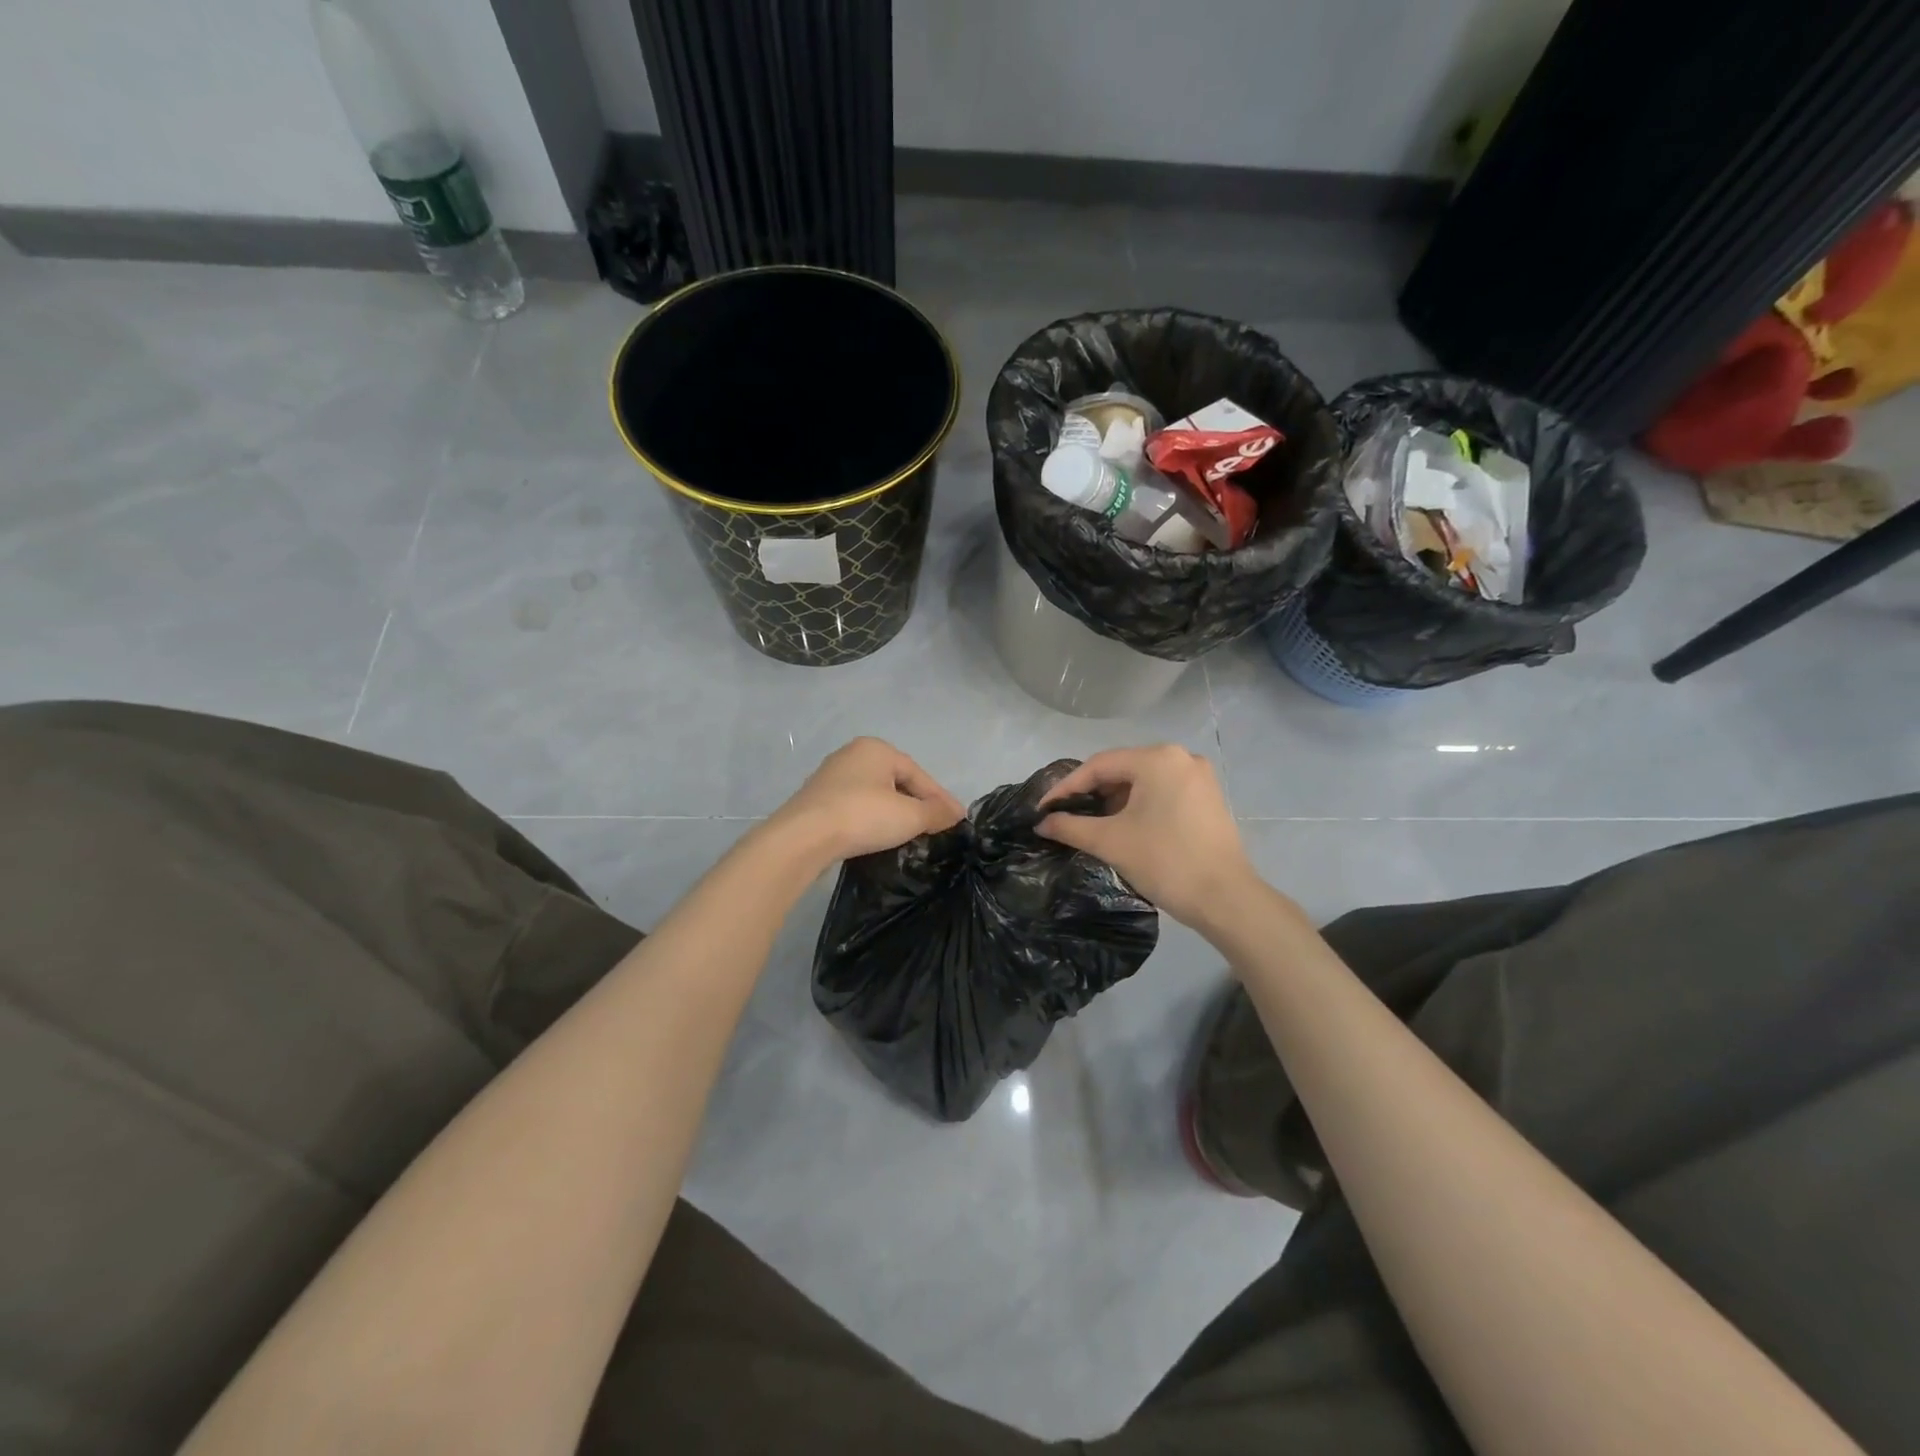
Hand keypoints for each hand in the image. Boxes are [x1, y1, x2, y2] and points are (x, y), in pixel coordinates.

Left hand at [771, 738, 966, 866]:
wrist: (803, 838)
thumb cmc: (862, 816)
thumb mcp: (909, 816)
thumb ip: (936, 812)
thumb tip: (956, 813)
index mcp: (876, 748)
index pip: (919, 774)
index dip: (940, 799)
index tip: (957, 820)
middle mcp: (852, 755)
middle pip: (897, 782)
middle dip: (918, 804)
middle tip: (936, 828)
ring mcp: (831, 777)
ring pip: (875, 795)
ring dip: (894, 813)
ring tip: (911, 835)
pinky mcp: (817, 801)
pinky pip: (855, 808)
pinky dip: (872, 820)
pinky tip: (879, 837)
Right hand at [1037, 745, 1253, 926]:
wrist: (1225, 899)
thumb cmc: (1165, 862)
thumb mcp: (1110, 842)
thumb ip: (1070, 827)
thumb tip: (1042, 823)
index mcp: (1157, 759)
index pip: (1099, 765)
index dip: (1066, 787)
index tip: (1043, 808)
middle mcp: (1180, 757)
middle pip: (1122, 769)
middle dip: (1091, 793)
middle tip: (1065, 815)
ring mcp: (1198, 776)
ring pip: (1142, 781)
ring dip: (1114, 800)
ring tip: (1091, 823)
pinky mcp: (1208, 797)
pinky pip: (1162, 791)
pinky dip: (1139, 805)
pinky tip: (1124, 825)